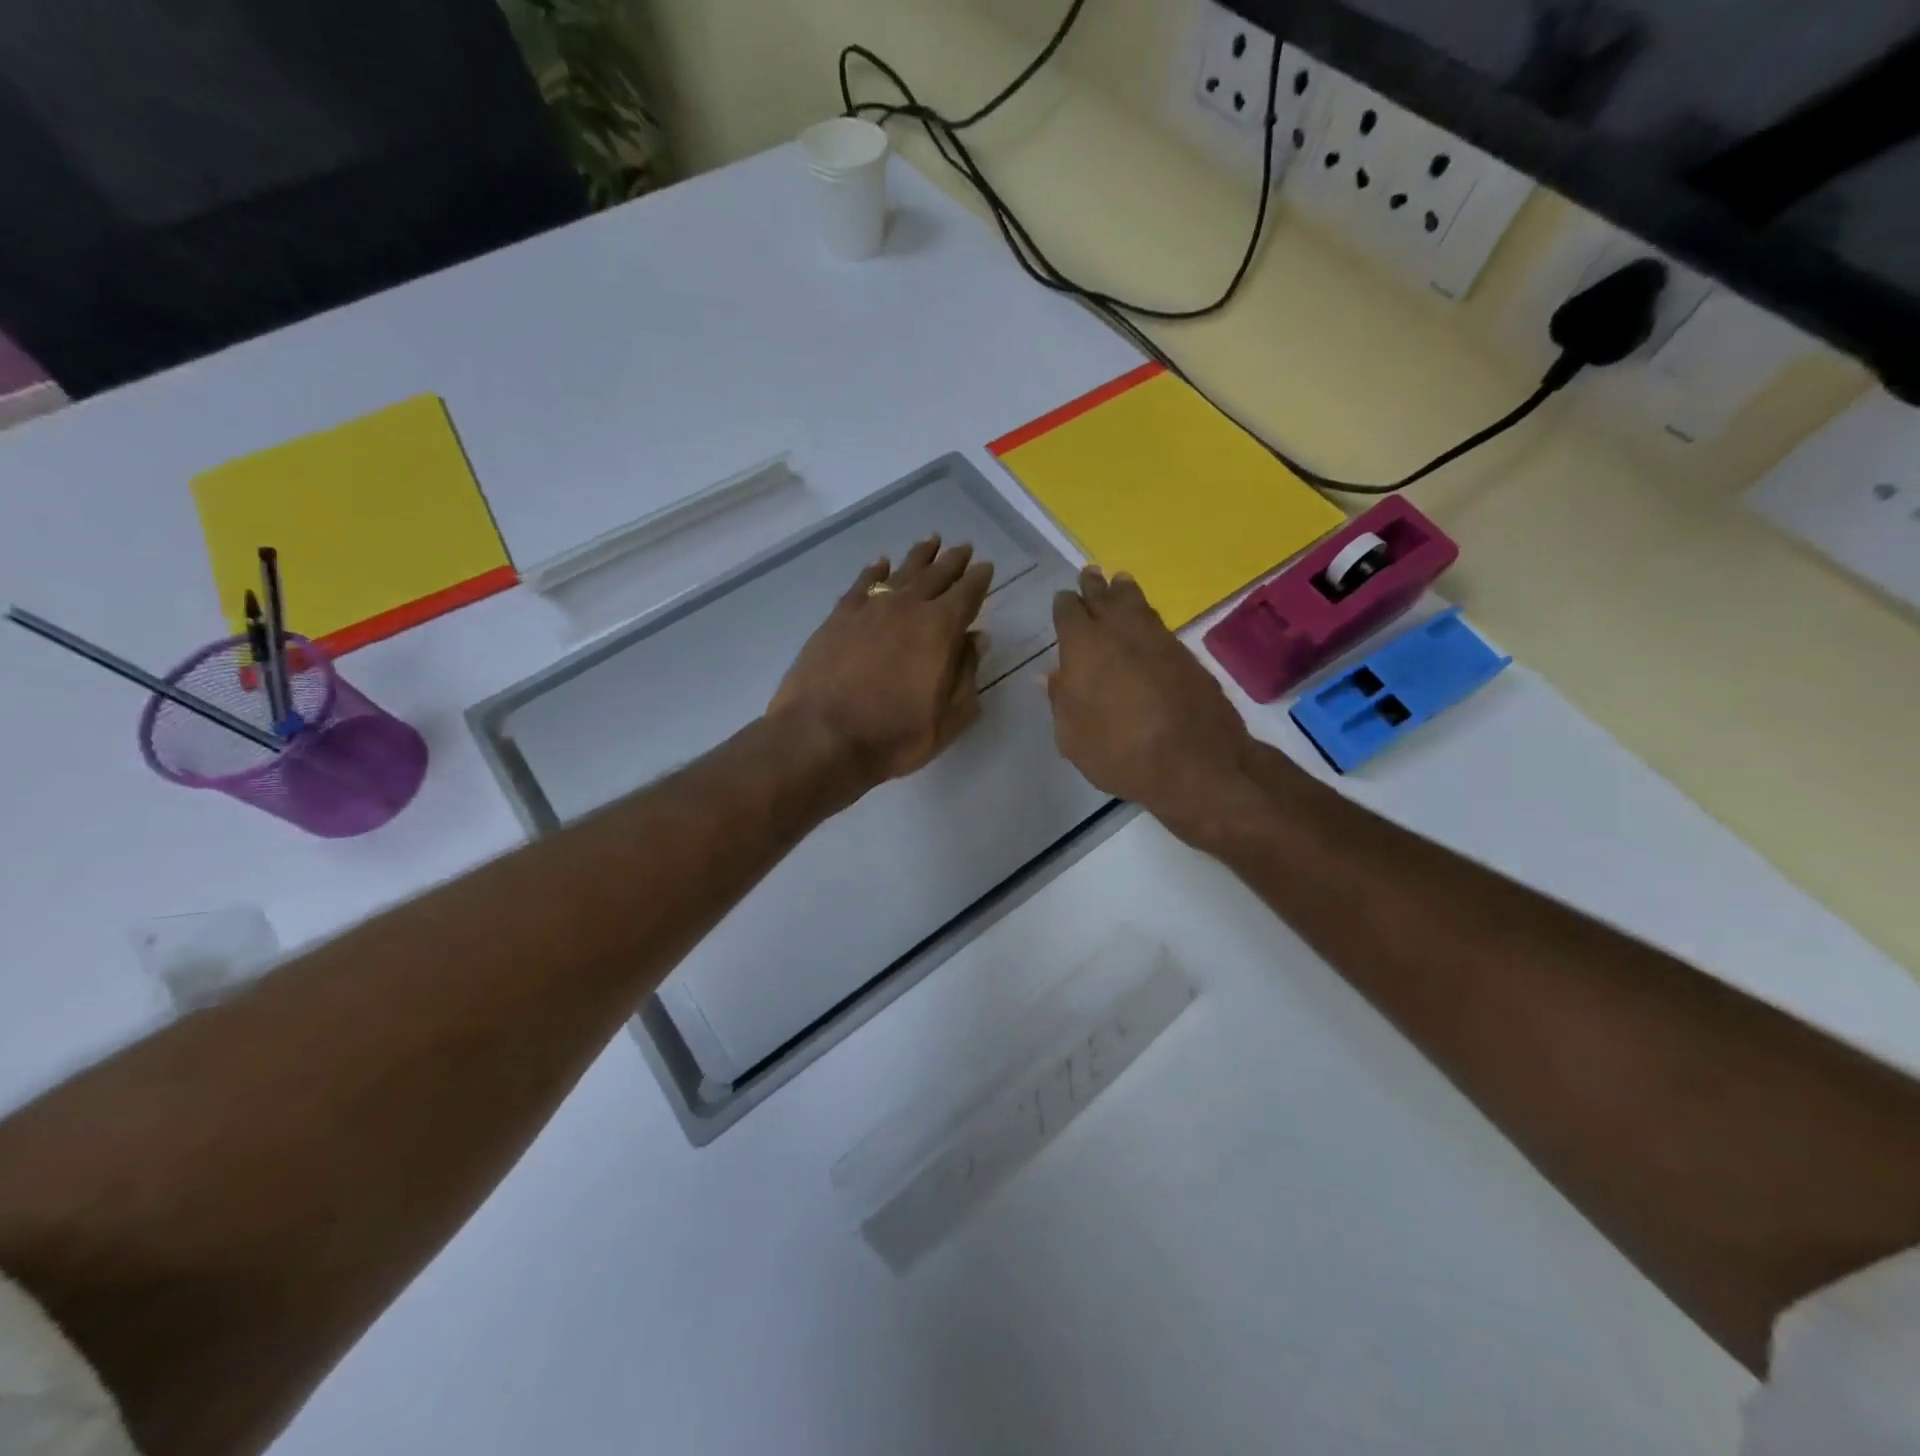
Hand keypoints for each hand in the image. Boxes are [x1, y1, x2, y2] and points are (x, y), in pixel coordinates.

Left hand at [770, 537, 994, 793]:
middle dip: (953, 561)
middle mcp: (907, 608)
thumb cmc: (894, 735)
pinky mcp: (838, 617)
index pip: (967, 593)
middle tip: (963, 547)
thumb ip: (967, 674)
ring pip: (900, 572)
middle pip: (936, 575)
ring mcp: (869, 608)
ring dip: (918, 556)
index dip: (979, 579)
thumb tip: (976, 638)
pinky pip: (862, 584)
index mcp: (940, 628)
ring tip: (931, 541)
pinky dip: (875, 572)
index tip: (985, 567)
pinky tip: (881, 564)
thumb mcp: (948, 717)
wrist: (822, 737)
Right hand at [1048, 566, 1255, 840]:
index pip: (1069, 612)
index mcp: (1084, 646)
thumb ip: (1061, 701)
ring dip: (1124, 591)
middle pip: (1104, 597)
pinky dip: (1147, 616)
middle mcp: (1120, 631)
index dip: (1065, 605)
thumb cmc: (1119, 752)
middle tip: (1090, 573)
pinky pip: (1158, 623)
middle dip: (1094, 586)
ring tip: (1120, 582)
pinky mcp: (1185, 654)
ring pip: (1136, 603)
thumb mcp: (1073, 737)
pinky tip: (1145, 622)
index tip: (1064, 601)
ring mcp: (1158, 639)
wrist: (1194, 761)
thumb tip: (1050, 676)